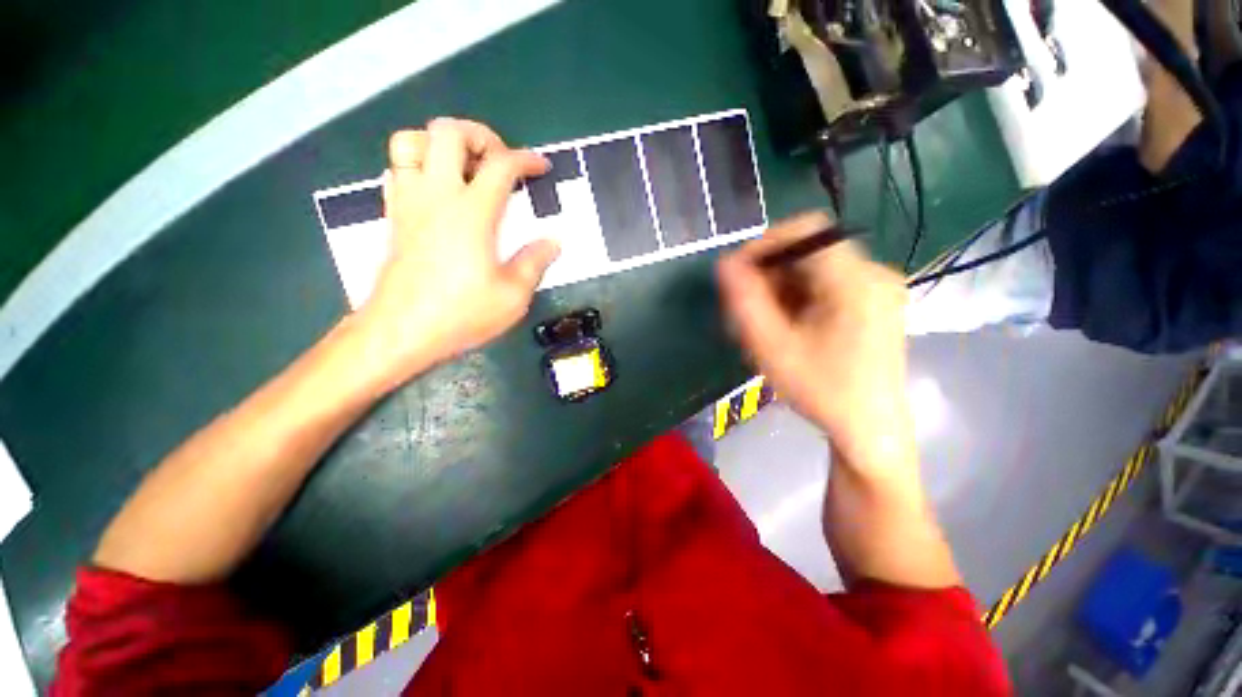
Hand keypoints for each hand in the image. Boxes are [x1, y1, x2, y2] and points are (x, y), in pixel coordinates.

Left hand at [352, 118, 559, 385]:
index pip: (501, 165)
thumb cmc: (461, 314)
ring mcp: (409, 202)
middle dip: (479, 134)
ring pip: (411, 140)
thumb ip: (535, 263)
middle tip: (500, 160)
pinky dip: (419, 164)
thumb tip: (552, 242)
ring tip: (465, 167)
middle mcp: (437, 195)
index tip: (541, 167)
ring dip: (440, 143)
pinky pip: (398, 169)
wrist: (401, 331)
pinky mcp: (394, 216)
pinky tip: (438, 189)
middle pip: (448, 132)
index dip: (526, 159)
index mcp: (472, 213)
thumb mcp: (513, 296)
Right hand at [717, 212, 915, 475]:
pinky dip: (798, 297)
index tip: (738, 275)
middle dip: (769, 274)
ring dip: (781, 288)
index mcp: (856, 281)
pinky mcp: (873, 301)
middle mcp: (874, 273)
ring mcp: (877, 287)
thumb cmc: (821, 391)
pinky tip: (787, 326)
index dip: (764, 245)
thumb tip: (724, 264)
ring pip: (814, 268)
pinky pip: (825, 283)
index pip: (805, 231)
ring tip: (765, 324)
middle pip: (808, 251)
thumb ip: (745, 302)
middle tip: (747, 310)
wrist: (870, 429)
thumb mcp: (773, 348)